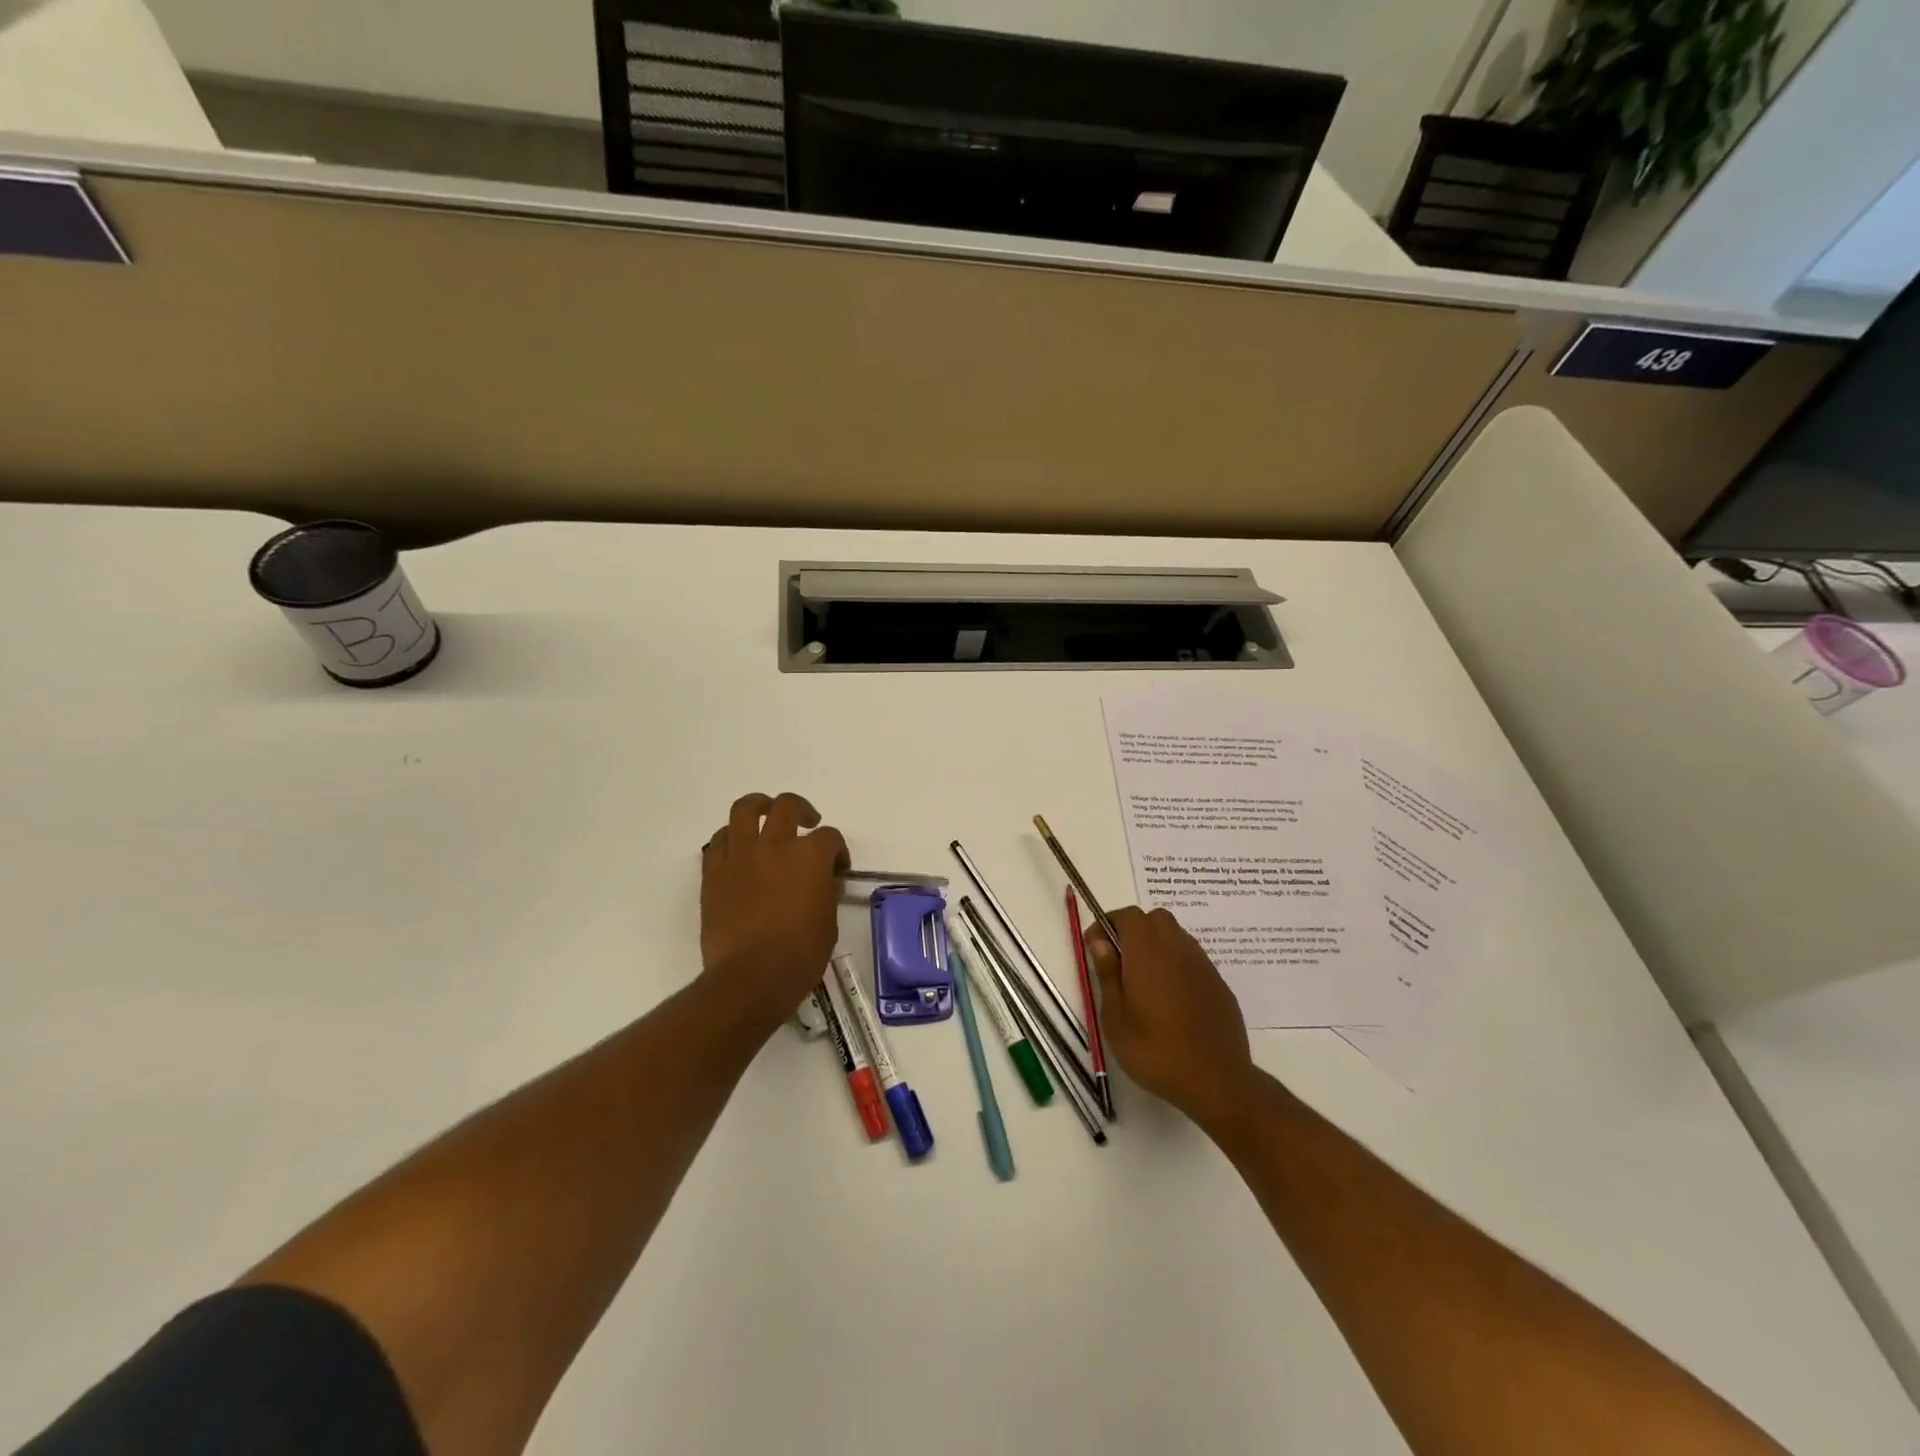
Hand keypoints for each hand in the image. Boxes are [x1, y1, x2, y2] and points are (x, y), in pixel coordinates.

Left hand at [699, 792, 847, 1030]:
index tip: (837, 867)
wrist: (750, 978)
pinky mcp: (714, 872)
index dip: (837, 850)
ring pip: (745, 809)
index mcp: (810, 856)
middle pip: (787, 807)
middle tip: (807, 822)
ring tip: (766, 814)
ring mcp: (741, 855)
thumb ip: (826, 893)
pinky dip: (731, 838)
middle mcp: (775, 845)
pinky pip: (719, 841)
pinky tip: (739, 848)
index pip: (829, 837)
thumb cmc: (800, 955)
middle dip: (802, 810)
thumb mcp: (828, 923)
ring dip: (760, 806)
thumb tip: (824, 881)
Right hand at [1085, 907, 1257, 1130]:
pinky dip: (1176, 965)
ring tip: (1144, 981)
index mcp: (1147, 951)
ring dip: (1156, 945)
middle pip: (1155, 919)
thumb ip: (1107, 973)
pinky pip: (1192, 960)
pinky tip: (1171, 999)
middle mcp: (1177, 948)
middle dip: (1134, 930)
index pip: (1127, 915)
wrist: (1216, 1081)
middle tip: (1119, 961)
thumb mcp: (1116, 1017)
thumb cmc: (1155, 1050)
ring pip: (1176, 936)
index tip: (1095, 947)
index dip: (1108, 924)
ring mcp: (1202, 964)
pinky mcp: (1218, 983)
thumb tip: (1100, 942)